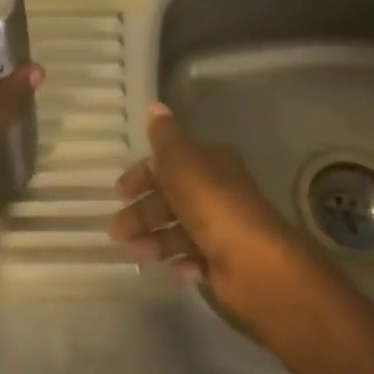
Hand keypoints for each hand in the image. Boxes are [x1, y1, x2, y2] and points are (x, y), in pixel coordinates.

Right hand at [108, 102, 323, 331]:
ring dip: (156, 240)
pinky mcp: (225, 262)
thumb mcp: (182, 162)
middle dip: (142, 213)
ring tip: (140, 253)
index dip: (143, 174)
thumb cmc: (213, 206)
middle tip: (117, 231)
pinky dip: (182, 263)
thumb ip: (165, 137)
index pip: (170, 162)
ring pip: (179, 230)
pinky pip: (195, 259)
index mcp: (211, 163)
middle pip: (171, 198)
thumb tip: (154, 106)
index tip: (118, 192)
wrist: (256, 264)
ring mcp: (222, 229)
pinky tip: (178, 268)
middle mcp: (218, 192)